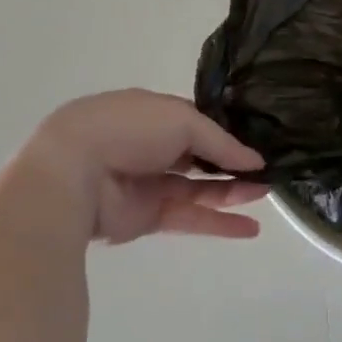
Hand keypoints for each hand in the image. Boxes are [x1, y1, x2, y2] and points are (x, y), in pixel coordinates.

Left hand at [18, 90, 268, 244]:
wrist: (72, 174)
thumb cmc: (128, 131)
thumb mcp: (182, 120)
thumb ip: (221, 142)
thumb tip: (256, 161)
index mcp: (152, 113)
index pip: (196, 122)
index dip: (226, 131)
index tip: (258, 139)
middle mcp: (150, 146)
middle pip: (200, 156)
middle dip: (232, 163)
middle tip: (269, 169)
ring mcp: (147, 183)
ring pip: (198, 188)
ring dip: (232, 192)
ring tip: (267, 194)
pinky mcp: (146, 217)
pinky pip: (189, 217)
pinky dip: (219, 223)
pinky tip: (250, 228)